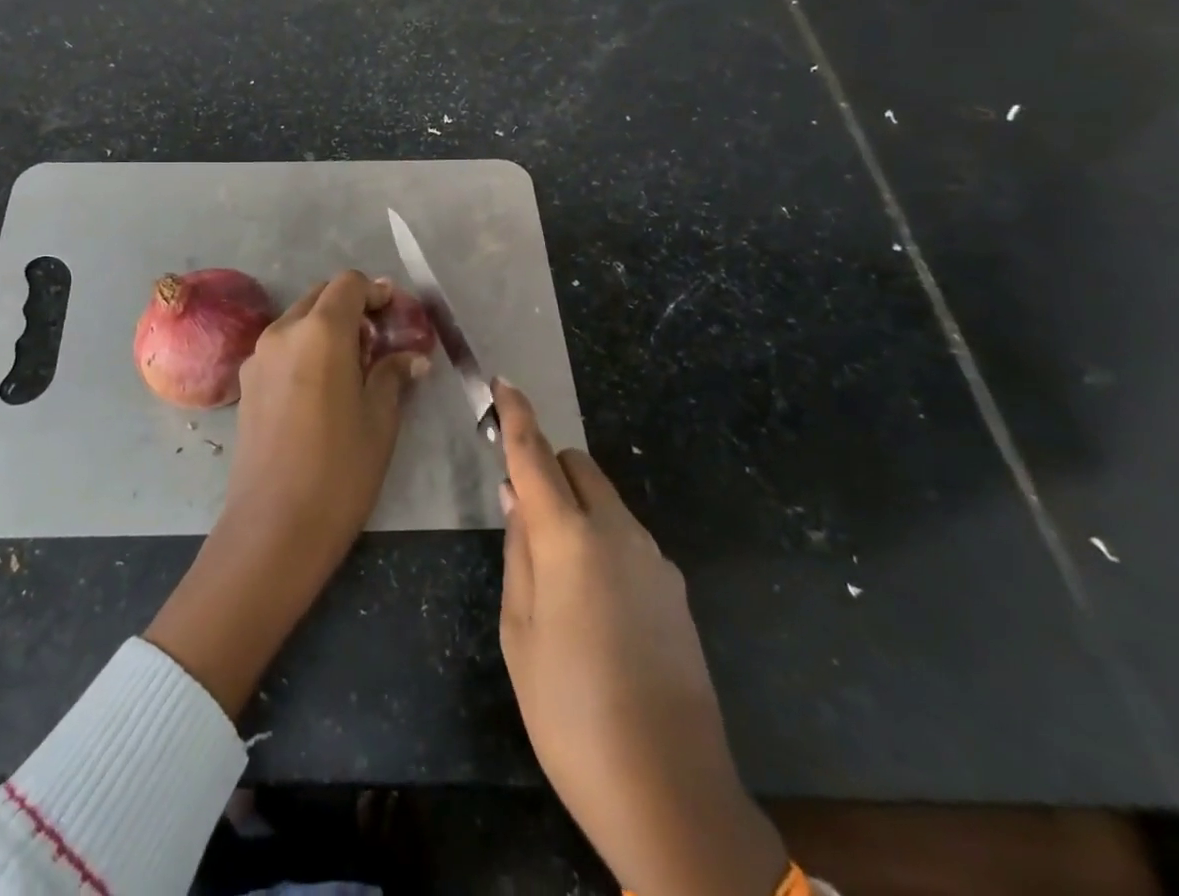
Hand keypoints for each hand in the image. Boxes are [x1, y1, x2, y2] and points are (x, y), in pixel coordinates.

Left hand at [146, 270, 428, 717]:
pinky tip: (323, 386)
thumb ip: (393, 375)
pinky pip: (281, 346)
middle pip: (321, 296)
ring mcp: (258, 355)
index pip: (349, 284)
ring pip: (298, 320)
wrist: (273, 526)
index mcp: (320, 331)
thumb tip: (412, 357)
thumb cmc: (339, 470)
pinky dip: (305, 348)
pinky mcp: (246, 381)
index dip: (376, 292)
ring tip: (354, 365)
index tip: (396, 315)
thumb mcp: (380, 420)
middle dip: (352, 307)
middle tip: (380, 340)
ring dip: (327, 327)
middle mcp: (283, 331)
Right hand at [495, 381, 787, 895]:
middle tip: (520, 512)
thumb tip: (516, 496)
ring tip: (554, 571)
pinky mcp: (676, 589)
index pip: (535, 455)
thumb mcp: (519, 631)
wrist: (672, 795)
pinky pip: (627, 537)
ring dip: (574, 506)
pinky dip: (601, 538)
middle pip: (577, 466)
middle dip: (546, 469)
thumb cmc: (570, 713)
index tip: (502, 383)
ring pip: (605, 501)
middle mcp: (618, 533)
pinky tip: (593, 602)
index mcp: (569, 539)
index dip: (515, 416)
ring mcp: (655, 560)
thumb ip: (518, 551)